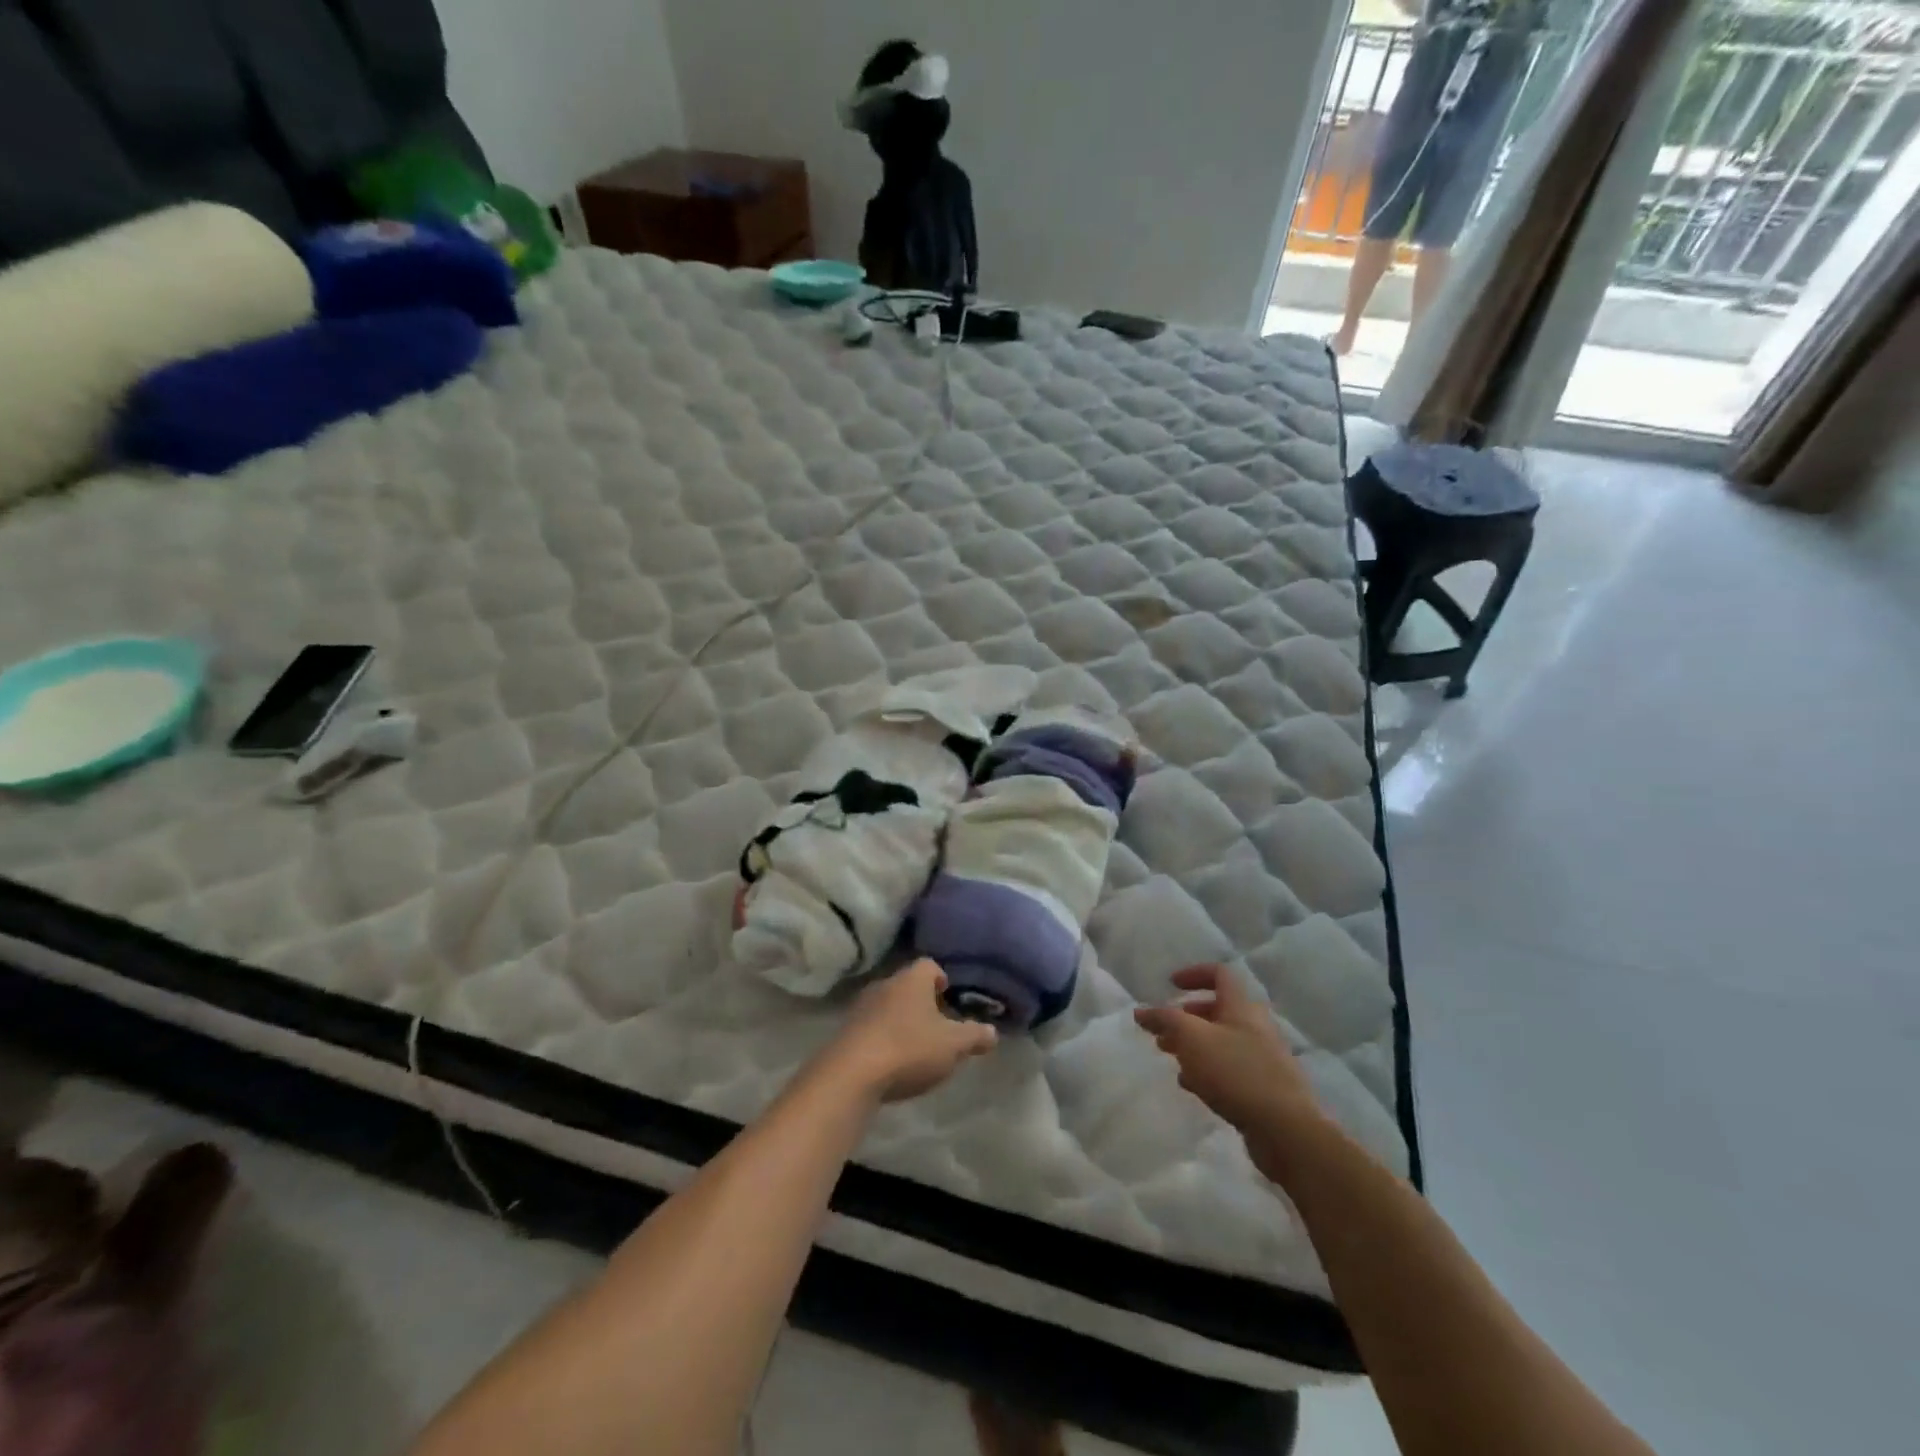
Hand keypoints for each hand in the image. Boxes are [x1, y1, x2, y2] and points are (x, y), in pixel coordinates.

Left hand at [831, 960, 997, 1102]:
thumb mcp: (953, 1046)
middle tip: (937, 1025)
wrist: (851, 1074)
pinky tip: (891, 1061)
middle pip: (907, 985)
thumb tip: (992, 1031)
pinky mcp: (846, 1031)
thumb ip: (974, 1036)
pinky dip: (883, 1038)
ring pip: (888, 1005)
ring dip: (900, 1020)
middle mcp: (885, 984)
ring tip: (915, 1046)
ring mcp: (861, 1007)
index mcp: (912, 980)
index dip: (941, 979)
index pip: (929, 965)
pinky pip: (871, 1027)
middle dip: (922, 1002)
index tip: (949, 997)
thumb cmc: (909, 1049)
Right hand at [1134, 965, 1326, 1148]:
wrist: (1286, 1130)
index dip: (1193, 974)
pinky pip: (1230, 1069)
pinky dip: (1208, 1070)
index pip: (1219, 974)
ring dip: (1194, 1046)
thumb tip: (1141, 1012)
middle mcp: (1255, 1027)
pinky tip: (1193, 1086)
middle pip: (1217, 1010)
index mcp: (1242, 1007)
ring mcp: (1263, 1058)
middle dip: (1186, 1018)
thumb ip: (1165, 1020)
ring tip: (1172, 1060)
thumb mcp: (1192, 1038)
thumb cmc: (1235, 1072)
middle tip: (1162, 1032)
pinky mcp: (1264, 1087)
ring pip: (1221, 1042)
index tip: (1170, 986)